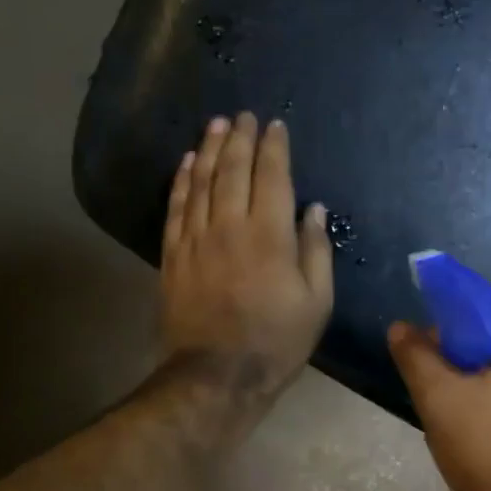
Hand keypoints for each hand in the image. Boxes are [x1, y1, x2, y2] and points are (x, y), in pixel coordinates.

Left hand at [161, 112, 332, 409]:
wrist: (217, 374)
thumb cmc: (276, 340)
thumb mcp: (316, 302)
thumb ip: (316, 250)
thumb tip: (313, 209)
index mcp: (270, 235)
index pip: (272, 176)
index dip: (274, 147)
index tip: (274, 126)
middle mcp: (230, 226)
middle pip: (233, 169)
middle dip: (239, 137)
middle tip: (243, 115)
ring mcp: (196, 238)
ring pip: (201, 181)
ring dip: (209, 149)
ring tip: (216, 125)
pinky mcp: (173, 255)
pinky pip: (176, 207)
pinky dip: (182, 180)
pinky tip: (187, 163)